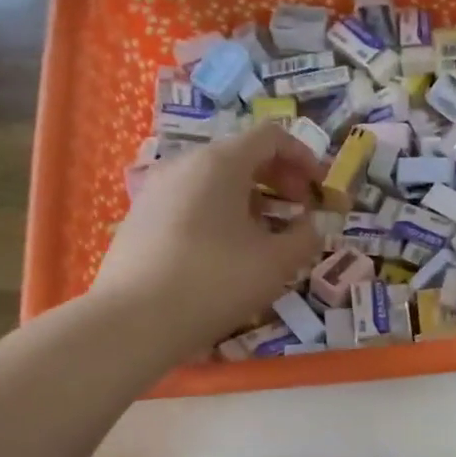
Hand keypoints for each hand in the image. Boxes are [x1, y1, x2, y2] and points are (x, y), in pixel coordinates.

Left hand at [91, 123, 321, 355]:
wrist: (135, 320)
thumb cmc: (215, 281)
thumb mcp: (276, 263)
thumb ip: (305, 237)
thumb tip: (312, 226)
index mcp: (221, 162)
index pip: (271, 136)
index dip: (304, 157)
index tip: (320, 189)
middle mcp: (185, 163)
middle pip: (241, 155)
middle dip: (278, 179)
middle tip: (298, 212)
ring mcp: (157, 189)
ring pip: (214, 180)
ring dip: (249, 198)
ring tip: (265, 235)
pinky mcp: (140, 217)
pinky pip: (191, 201)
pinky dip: (220, 213)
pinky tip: (226, 251)